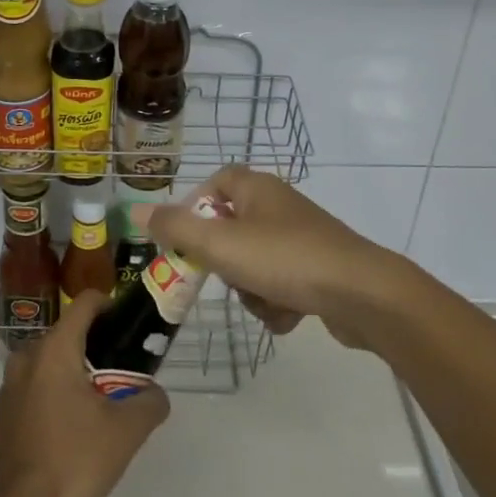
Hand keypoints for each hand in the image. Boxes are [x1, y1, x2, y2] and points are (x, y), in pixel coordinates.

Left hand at [0, 290, 169, 496]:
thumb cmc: (72, 462)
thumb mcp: (126, 433)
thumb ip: (149, 403)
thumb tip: (155, 394)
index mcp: (55, 349)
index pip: (85, 303)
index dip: (110, 306)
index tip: (128, 327)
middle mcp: (26, 358)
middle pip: (66, 335)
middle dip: (94, 348)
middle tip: (120, 376)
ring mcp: (6, 389)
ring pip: (47, 366)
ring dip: (71, 376)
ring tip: (96, 410)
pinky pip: (31, 393)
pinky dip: (51, 400)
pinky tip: (66, 437)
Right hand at [142, 167, 408, 347]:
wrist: (361, 294)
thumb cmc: (284, 259)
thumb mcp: (220, 243)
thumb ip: (175, 228)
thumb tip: (134, 209)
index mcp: (256, 188)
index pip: (216, 182)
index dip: (196, 207)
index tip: (185, 239)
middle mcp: (279, 206)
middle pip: (231, 229)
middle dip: (225, 262)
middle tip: (226, 276)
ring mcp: (302, 238)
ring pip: (254, 263)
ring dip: (252, 289)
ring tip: (267, 301)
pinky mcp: (320, 269)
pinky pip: (281, 283)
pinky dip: (278, 302)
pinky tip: (290, 314)